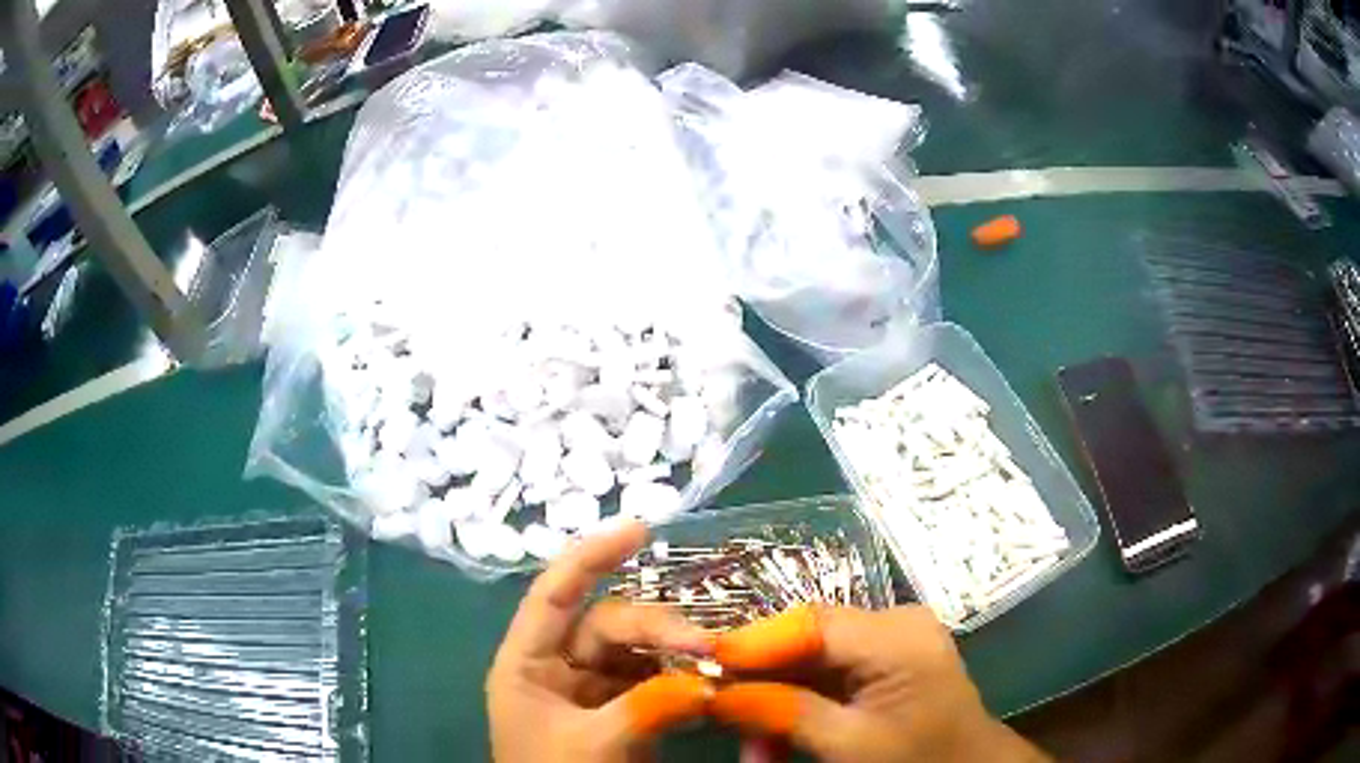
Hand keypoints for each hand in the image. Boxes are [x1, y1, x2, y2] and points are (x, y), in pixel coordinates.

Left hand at [486, 519, 714, 762]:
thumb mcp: (596, 746)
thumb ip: (648, 707)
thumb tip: (707, 679)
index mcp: (526, 666)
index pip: (553, 595)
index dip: (591, 556)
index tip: (641, 529)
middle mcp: (557, 671)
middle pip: (608, 626)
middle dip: (658, 628)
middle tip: (708, 645)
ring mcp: (591, 694)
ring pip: (637, 654)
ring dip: (675, 654)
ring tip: (716, 661)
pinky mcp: (620, 715)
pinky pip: (654, 684)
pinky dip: (681, 682)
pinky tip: (710, 685)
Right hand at [710, 606, 1048, 762]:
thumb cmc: (917, 759)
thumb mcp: (849, 743)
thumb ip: (784, 713)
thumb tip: (714, 693)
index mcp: (898, 635)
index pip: (812, 623)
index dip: (753, 641)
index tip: (700, 661)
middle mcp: (892, 624)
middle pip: (805, 640)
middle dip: (759, 681)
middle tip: (713, 708)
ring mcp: (887, 642)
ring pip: (808, 662)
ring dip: (774, 703)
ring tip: (751, 750)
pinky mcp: (881, 662)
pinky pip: (824, 676)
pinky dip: (795, 708)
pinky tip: (774, 743)